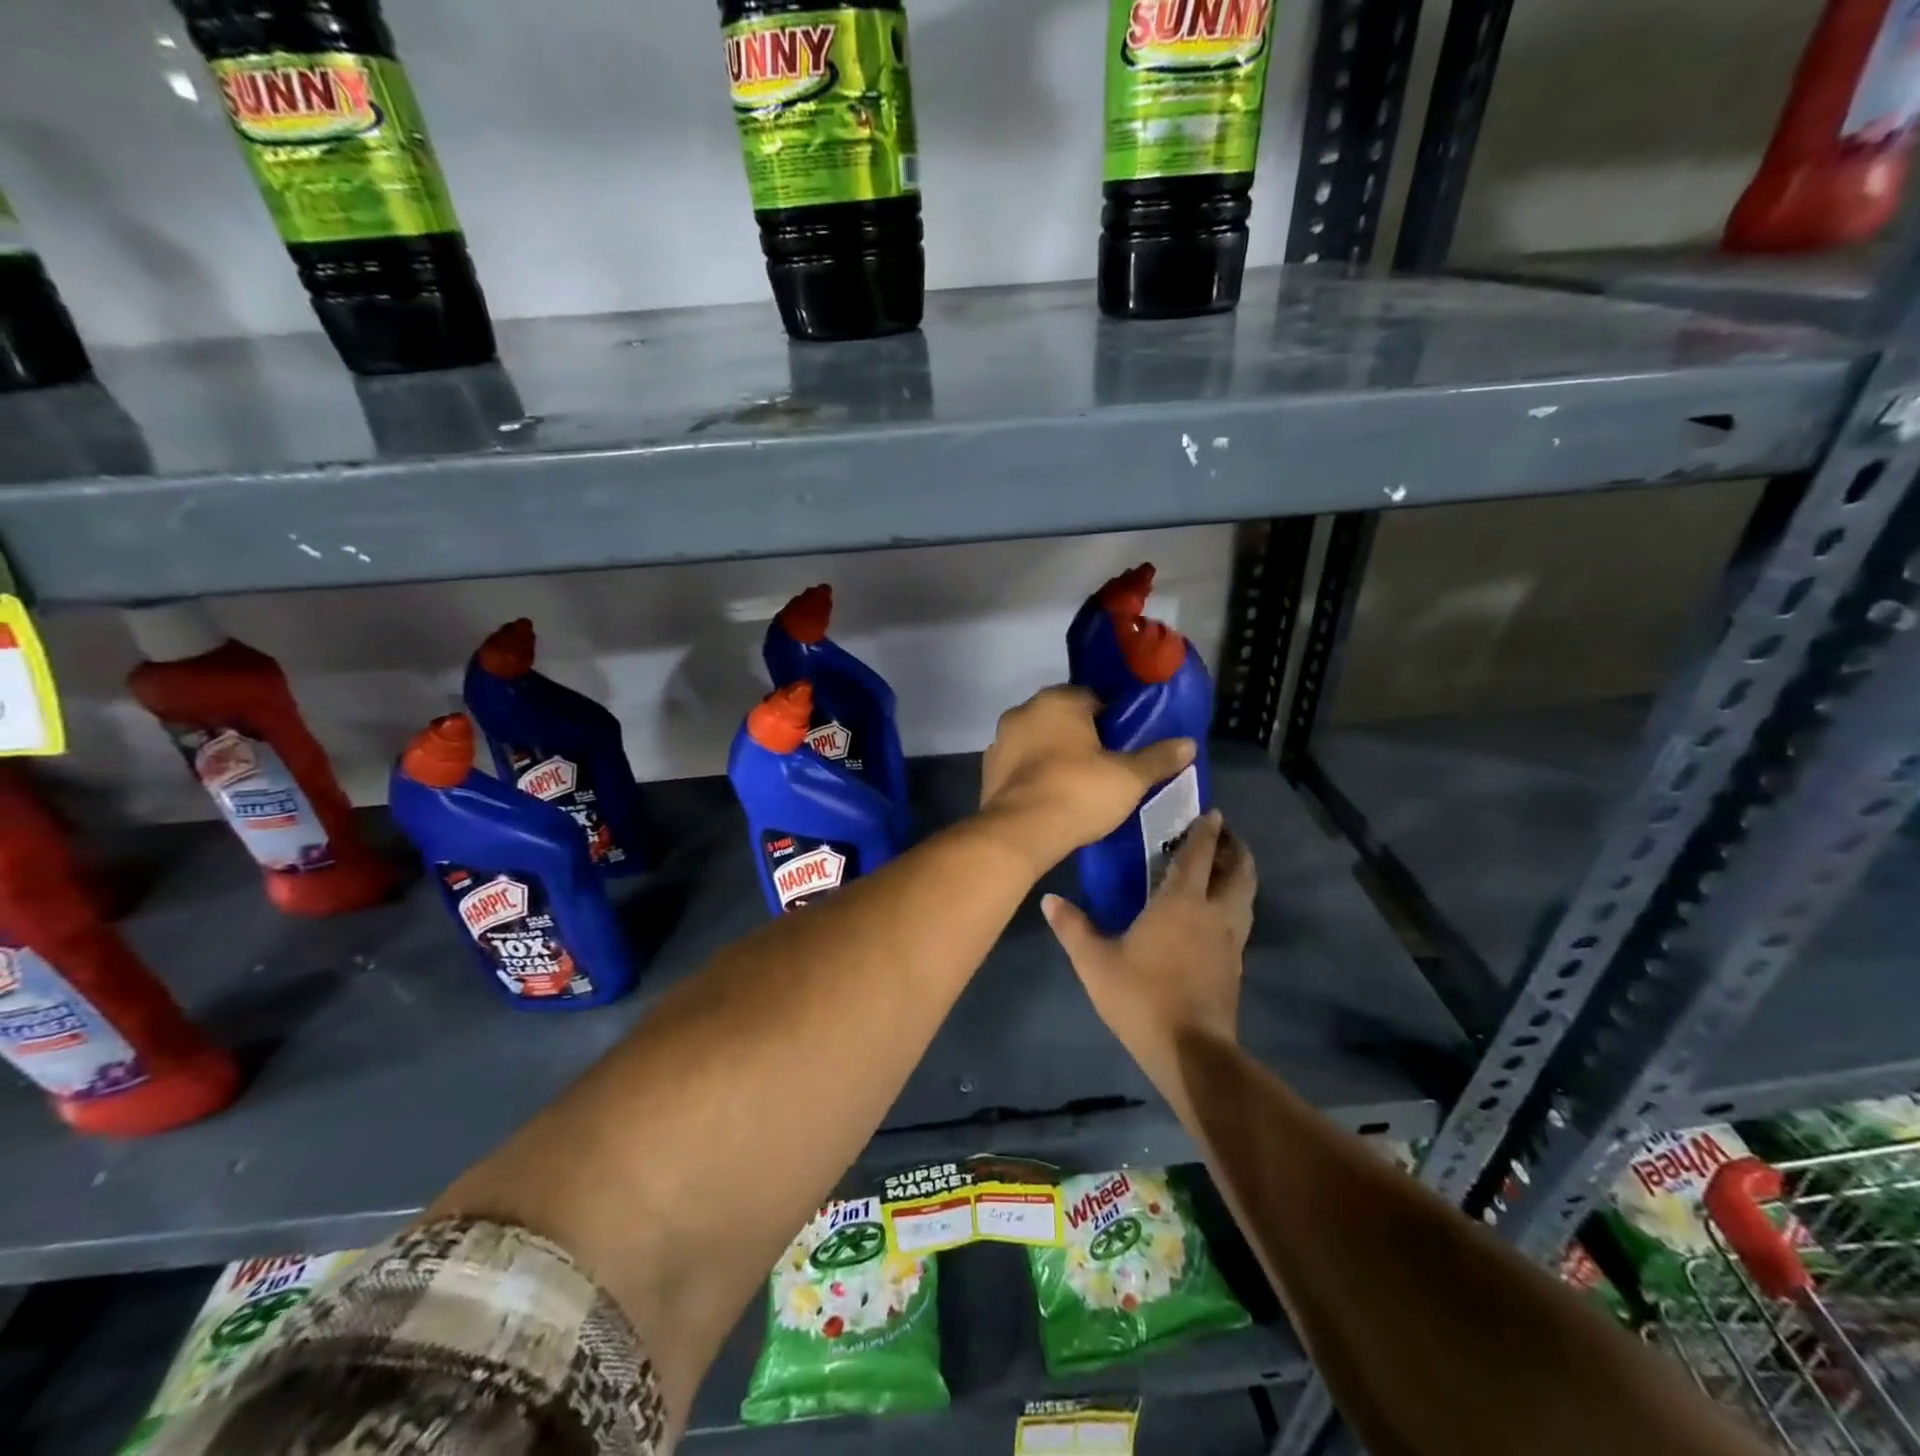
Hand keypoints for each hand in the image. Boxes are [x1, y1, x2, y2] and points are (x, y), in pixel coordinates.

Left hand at [977, 685, 1195, 875]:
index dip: (1112, 720)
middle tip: (1106, 767)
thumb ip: (1158, 758)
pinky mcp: (988, 771)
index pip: (1092, 698)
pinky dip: (1035, 776)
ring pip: (1038, 742)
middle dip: (1082, 737)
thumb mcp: (1128, 777)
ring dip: (1055, 756)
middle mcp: (1023, 711)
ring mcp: (1000, 741)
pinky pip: (1021, 766)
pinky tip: (1052, 798)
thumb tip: (1189, 743)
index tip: (1125, 745)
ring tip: (1079, 786)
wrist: (1020, 832)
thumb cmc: (1078, 792)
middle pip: (1063, 719)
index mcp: (1057, 700)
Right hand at [1041, 810, 1254, 1099]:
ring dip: (1240, 875)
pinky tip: (1218, 914)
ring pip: (1246, 896)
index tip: (1213, 812)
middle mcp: (1214, 913)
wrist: (1190, 1051)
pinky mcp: (1236, 966)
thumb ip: (1073, 927)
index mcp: (1182, 902)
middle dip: (1234, 848)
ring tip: (1226, 867)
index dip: (1206, 831)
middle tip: (1223, 835)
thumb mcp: (1095, 962)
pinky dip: (1236, 904)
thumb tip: (1049, 899)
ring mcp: (1231, 941)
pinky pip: (1241, 920)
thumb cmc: (1141, 996)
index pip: (1198, 855)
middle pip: (1238, 871)